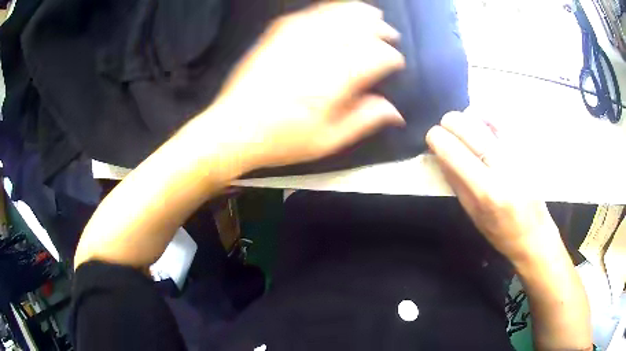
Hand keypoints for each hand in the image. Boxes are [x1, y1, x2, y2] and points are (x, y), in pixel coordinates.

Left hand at [211, 2, 405, 168]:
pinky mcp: (276, 36)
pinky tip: (335, 11)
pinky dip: (327, 9)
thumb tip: (394, 111)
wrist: (233, 129)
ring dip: (357, 12)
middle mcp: (317, 53)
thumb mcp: (326, 141)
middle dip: (379, 28)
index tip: (396, 62)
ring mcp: (294, 40)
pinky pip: (307, 14)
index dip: (390, 57)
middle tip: (389, 34)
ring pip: (334, 15)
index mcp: (333, 82)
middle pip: (357, 28)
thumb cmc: (281, 140)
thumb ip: (363, 121)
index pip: (375, 57)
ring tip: (372, 13)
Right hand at [425, 111, 560, 262]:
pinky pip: (504, 122)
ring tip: (463, 126)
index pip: (455, 153)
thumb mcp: (473, 214)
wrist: (535, 234)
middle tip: (444, 127)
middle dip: (450, 122)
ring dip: (469, 117)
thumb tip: (439, 153)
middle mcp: (505, 169)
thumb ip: (456, 182)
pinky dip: (488, 117)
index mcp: (487, 192)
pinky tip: (483, 122)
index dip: (437, 138)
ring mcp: (520, 155)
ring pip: (488, 118)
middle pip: (471, 128)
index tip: (432, 136)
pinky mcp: (529, 149)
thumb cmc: (501, 233)